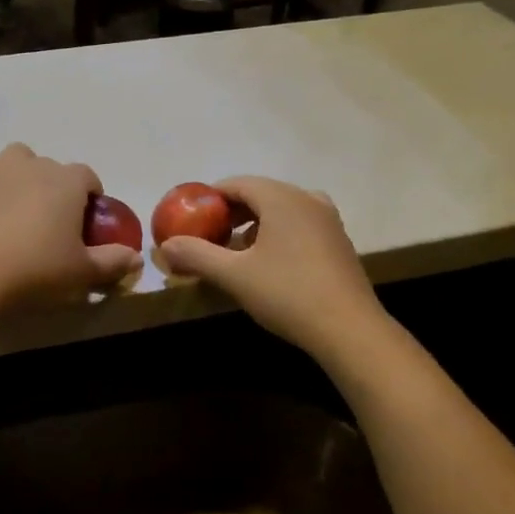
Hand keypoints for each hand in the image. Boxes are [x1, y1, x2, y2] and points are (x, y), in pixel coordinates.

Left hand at [0, 144, 142, 310]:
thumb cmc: (38, 269)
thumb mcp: (83, 272)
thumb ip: (113, 262)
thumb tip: (136, 260)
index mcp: (67, 182)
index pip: (87, 175)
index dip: (90, 193)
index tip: (87, 220)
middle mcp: (35, 167)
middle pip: (52, 166)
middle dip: (57, 185)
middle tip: (55, 220)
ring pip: (17, 156)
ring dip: (23, 171)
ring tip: (22, 201)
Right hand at [155, 176, 387, 357]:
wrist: (349, 329)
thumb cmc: (287, 293)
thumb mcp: (233, 275)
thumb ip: (197, 255)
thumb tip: (165, 246)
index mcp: (282, 198)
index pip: (236, 184)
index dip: (209, 199)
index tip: (190, 219)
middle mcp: (307, 199)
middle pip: (259, 194)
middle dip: (230, 213)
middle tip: (208, 237)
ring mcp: (328, 220)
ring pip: (281, 211)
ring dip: (254, 225)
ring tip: (235, 252)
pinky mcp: (338, 242)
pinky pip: (299, 226)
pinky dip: (277, 235)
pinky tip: (268, 265)